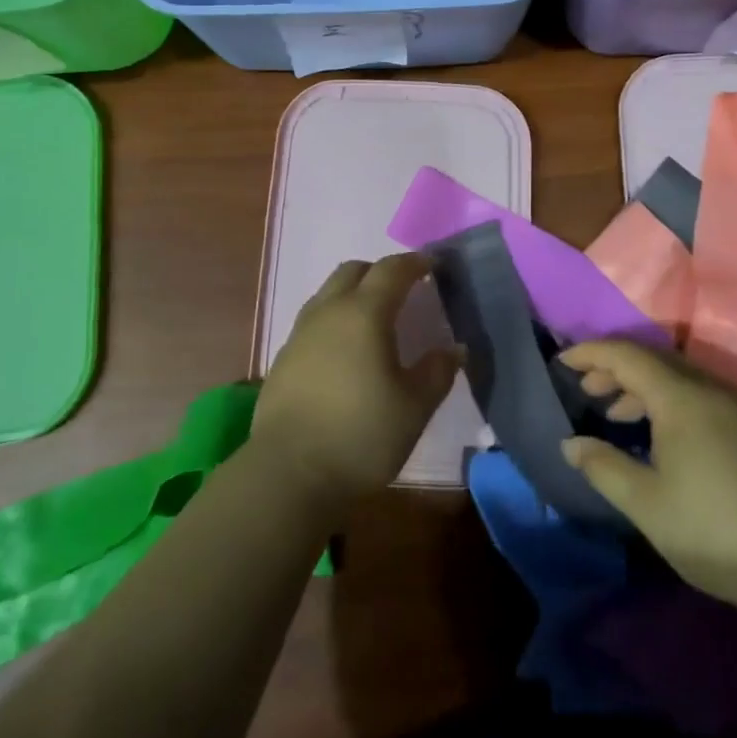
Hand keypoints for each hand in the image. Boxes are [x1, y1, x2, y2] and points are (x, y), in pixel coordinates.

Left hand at [253, 254, 460, 507]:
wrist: (288, 474)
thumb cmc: (361, 436)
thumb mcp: (414, 408)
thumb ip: (437, 372)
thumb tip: (454, 349)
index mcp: (364, 313)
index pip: (392, 270)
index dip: (414, 263)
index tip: (432, 265)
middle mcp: (329, 311)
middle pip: (354, 271)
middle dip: (380, 272)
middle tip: (403, 291)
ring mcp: (300, 333)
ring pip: (328, 293)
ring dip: (353, 294)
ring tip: (373, 320)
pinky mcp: (283, 358)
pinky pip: (313, 321)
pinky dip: (334, 321)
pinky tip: (344, 353)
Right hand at [557, 338, 736, 608]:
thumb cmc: (714, 529)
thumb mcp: (646, 503)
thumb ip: (603, 466)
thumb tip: (570, 444)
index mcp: (680, 396)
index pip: (625, 354)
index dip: (589, 353)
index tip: (561, 361)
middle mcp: (708, 388)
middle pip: (651, 360)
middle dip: (613, 368)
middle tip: (585, 389)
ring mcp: (734, 407)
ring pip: (676, 377)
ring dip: (640, 386)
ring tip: (614, 412)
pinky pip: (696, 395)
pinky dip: (665, 401)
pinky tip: (657, 435)